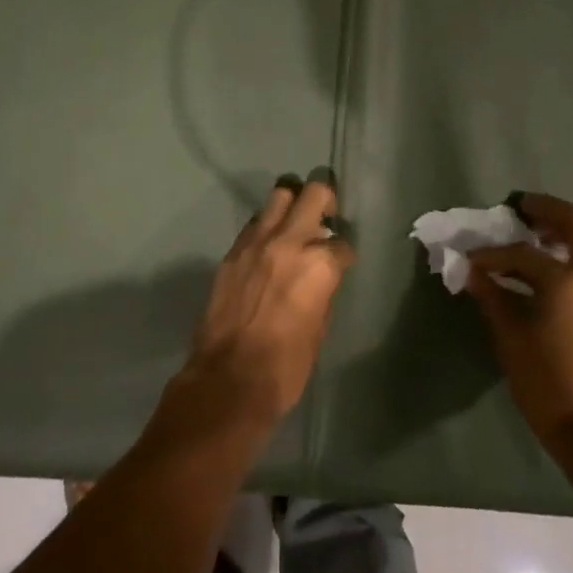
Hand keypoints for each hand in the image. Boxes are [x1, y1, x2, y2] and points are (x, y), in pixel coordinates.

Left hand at [170, 172, 355, 438]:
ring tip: (294, 222)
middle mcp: (290, 242)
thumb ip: (322, 290)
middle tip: (325, 215)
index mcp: (320, 265)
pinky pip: (254, 224)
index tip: (340, 262)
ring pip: (279, 195)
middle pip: (313, 193)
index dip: (343, 253)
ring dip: (291, 204)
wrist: (228, 379)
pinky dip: (265, 227)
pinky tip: (267, 247)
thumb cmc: (285, 365)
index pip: (341, 243)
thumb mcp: (319, 328)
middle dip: (324, 199)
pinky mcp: (232, 252)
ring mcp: (256, 242)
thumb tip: (321, 277)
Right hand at [466, 193, 572, 449]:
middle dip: (550, 210)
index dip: (492, 254)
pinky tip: (546, 266)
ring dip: (564, 229)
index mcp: (568, 282)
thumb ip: (492, 297)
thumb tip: (471, 271)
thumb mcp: (511, 339)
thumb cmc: (547, 385)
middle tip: (521, 207)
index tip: (470, 258)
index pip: (522, 254)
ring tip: (532, 232)